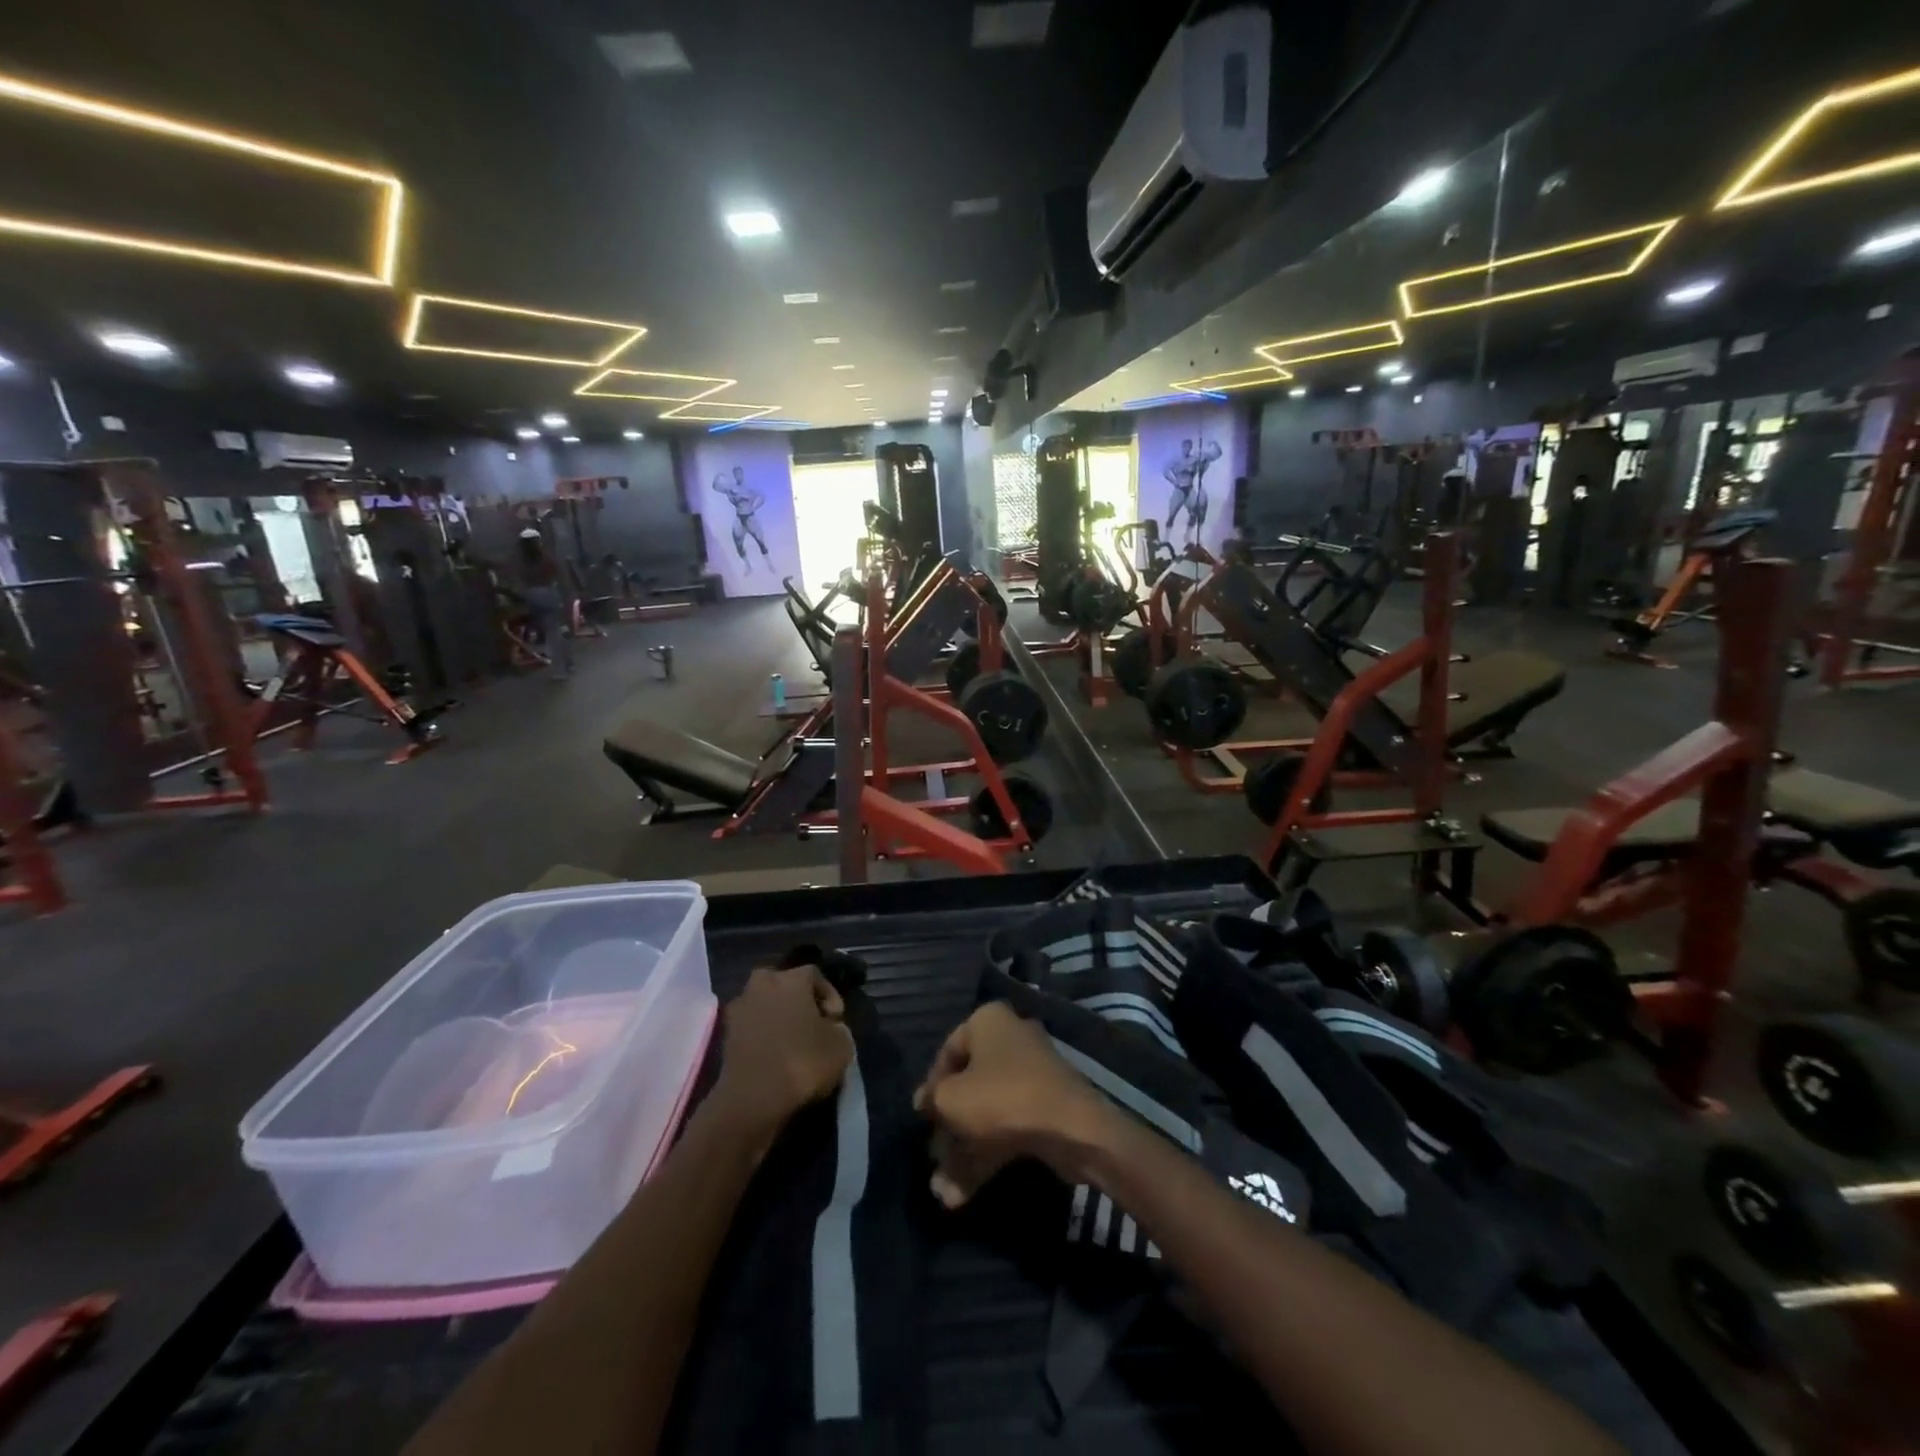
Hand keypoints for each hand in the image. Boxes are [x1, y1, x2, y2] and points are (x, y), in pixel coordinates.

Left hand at [711, 965, 854, 1143]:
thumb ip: (839, 1028)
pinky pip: (752, 1027)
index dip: (830, 997)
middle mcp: (763, 982)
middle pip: (786, 986)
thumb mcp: (841, 1046)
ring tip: (793, 1044)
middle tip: (813, 1027)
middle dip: (799, 1002)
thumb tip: (830, 1028)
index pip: (815, 976)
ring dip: (778, 1019)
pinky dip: (763, 1036)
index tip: (836, 1021)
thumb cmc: (802, 1062)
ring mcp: (740, 1007)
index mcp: (792, 977)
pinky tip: (775, 1057)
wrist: (752, 1098)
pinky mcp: (725, 1033)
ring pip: (766, 1005)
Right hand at [912, 1002, 1115, 1208]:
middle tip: (933, 1160)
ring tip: (942, 1194)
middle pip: (968, 1086)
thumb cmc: (1001, 1098)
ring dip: (962, 1153)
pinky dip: (985, 1156)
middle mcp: (1010, 1040)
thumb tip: (925, 1101)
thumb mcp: (951, 1098)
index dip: (931, 1087)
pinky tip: (961, 1195)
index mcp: (988, 1021)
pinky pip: (1006, 1128)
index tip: (923, 1119)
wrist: (1071, 1128)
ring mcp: (1030, 1076)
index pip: (947, 1051)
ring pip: (986, 1113)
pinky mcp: (1044, 1108)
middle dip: (947, 1130)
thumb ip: (931, 1099)